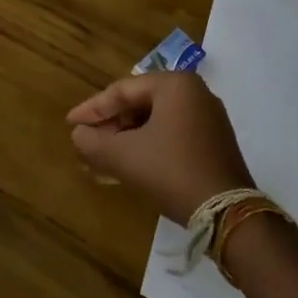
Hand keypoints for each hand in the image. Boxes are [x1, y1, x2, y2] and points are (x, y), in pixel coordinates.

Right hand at [66, 72, 253, 223]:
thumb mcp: (123, 156)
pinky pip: (171, 135)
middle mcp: (195, 93)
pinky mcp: (214, 142)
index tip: (70, 125)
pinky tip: (128, 165)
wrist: (227, 213)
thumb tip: (79, 135)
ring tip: (101, 157)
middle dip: (110, 126)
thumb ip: (93, 142)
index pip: (122, 91)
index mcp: (175, 84)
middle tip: (86, 142)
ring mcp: (208, 118)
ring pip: (155, 122)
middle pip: (139, 105)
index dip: (92, 110)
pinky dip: (147, 146)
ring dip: (126, 139)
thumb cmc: (171, 171)